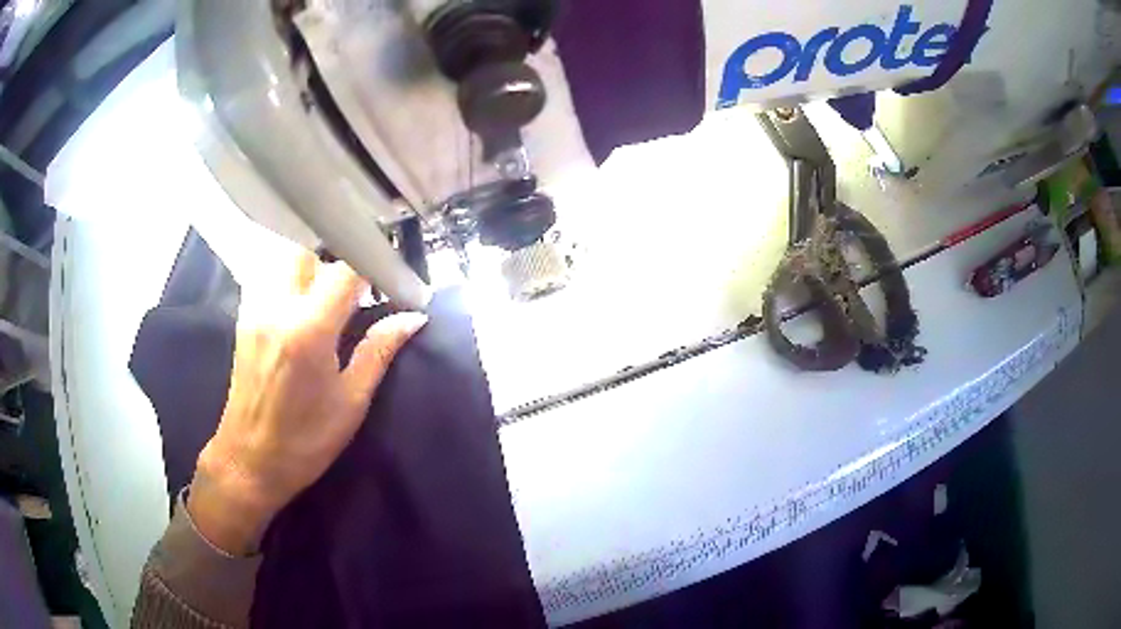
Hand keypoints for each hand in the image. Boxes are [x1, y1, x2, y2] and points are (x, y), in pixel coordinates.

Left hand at [187, 250, 427, 554]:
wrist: (249, 461)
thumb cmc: (306, 440)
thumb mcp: (351, 401)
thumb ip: (379, 350)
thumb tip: (413, 317)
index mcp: (309, 330)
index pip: (345, 271)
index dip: (373, 270)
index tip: (389, 284)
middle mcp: (278, 309)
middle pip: (309, 253)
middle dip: (336, 265)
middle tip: (354, 296)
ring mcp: (256, 311)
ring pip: (285, 262)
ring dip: (311, 272)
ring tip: (326, 304)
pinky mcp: (244, 320)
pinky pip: (270, 281)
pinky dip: (289, 284)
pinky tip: (299, 314)